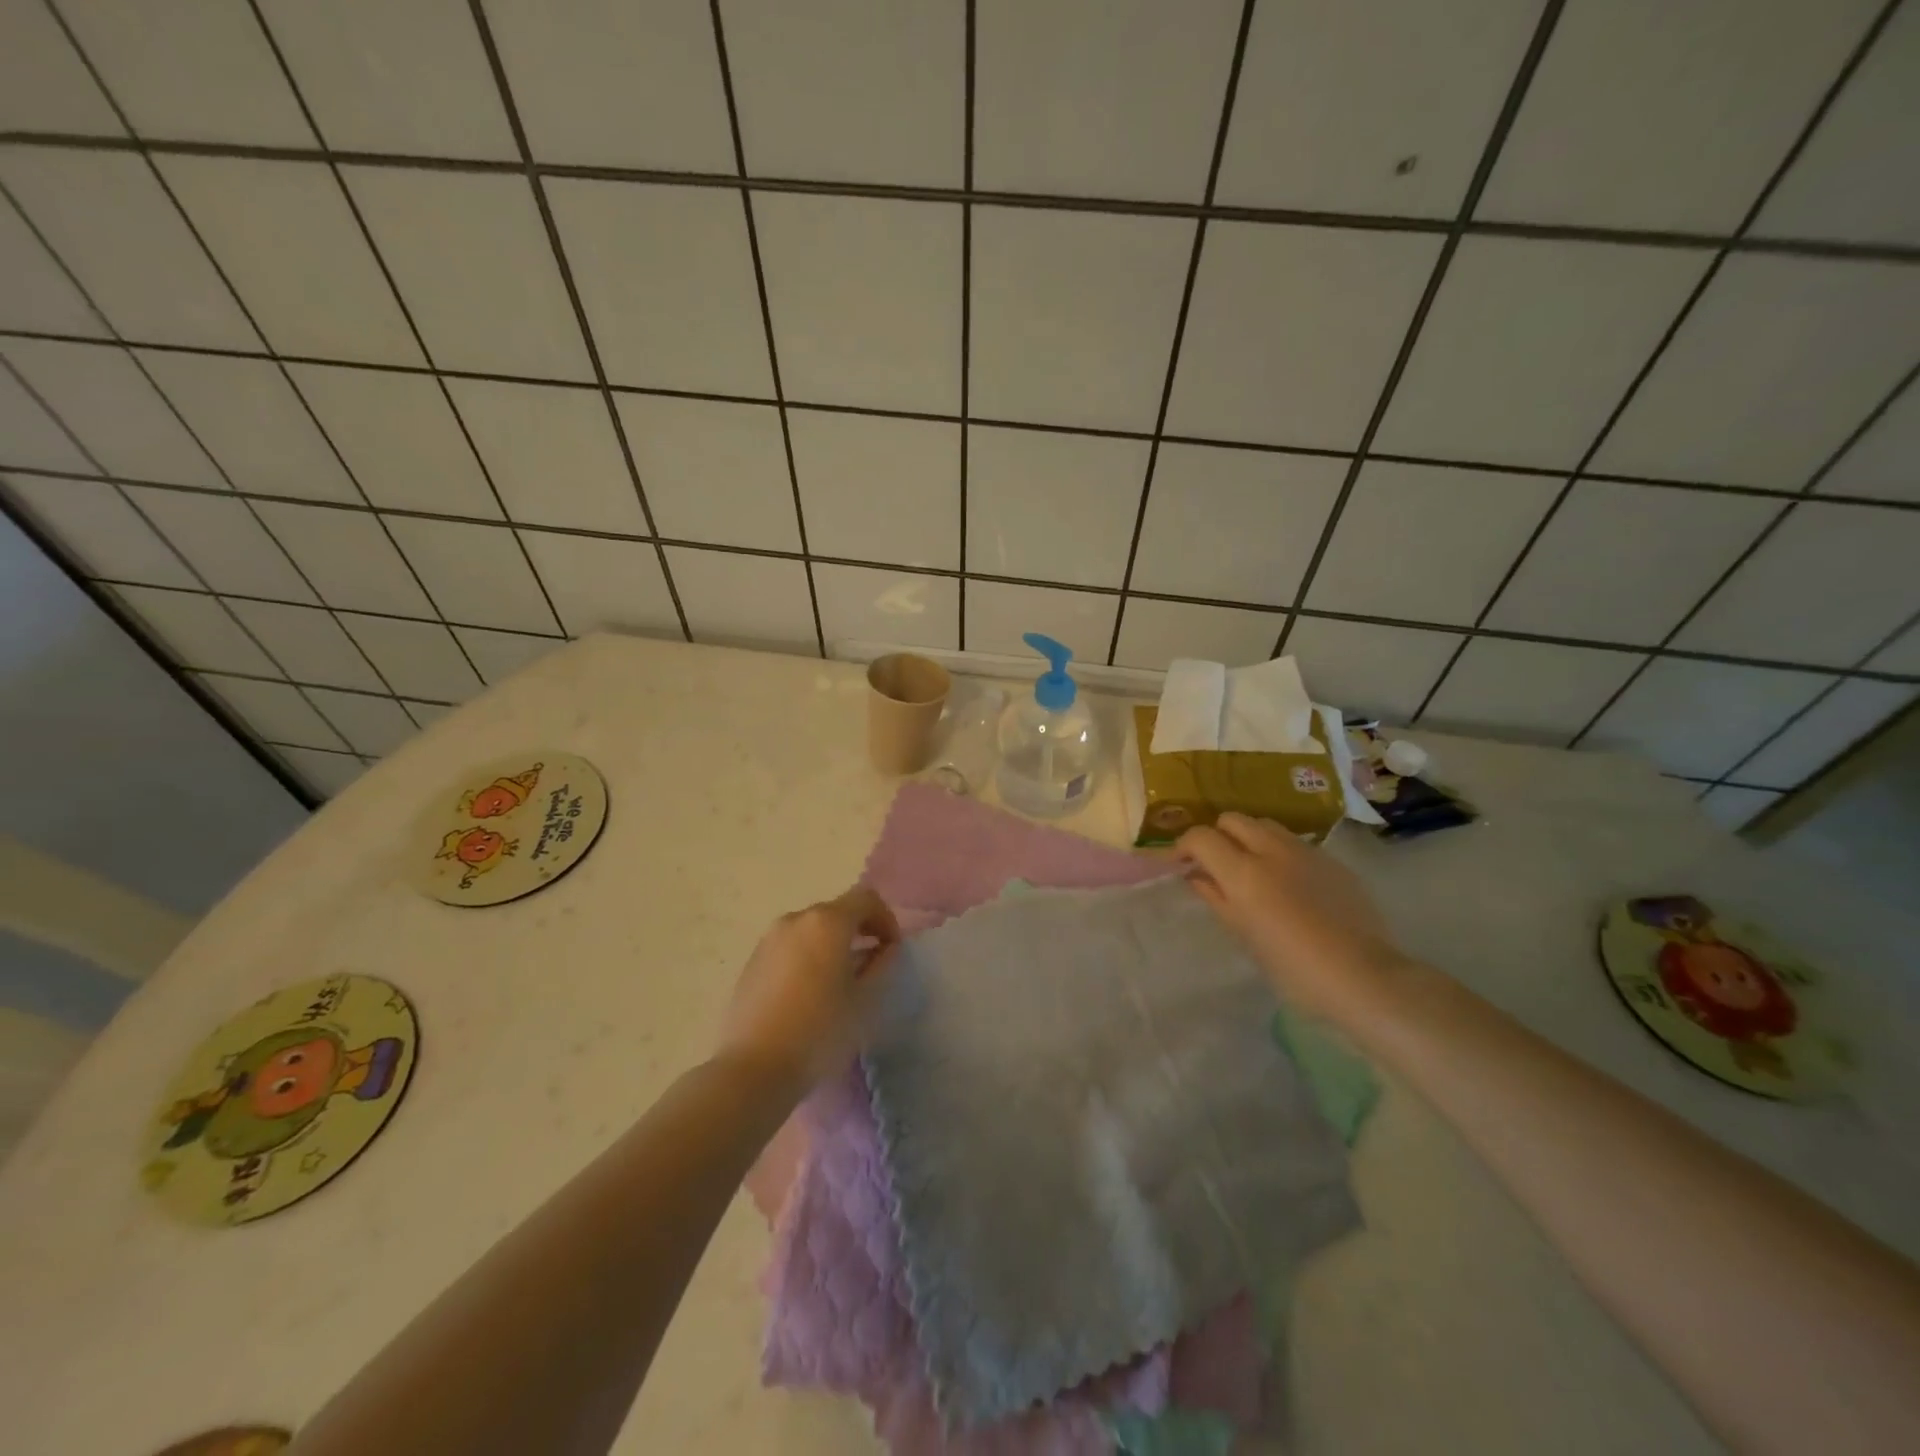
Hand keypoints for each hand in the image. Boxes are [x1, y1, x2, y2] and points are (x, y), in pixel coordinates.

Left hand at [717, 885, 901, 1095]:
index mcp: (827, 922)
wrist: (753, 1068)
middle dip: (860, 931)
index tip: (892, 949)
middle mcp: (796, 919)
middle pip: (837, 911)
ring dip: (832, 944)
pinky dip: (808, 957)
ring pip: (812, 930)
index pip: (866, 899)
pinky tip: (810, 993)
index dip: (886, 919)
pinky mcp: (752, 961)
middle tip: (872, 965)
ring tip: (840, 982)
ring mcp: (769, 939)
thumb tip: (886, 948)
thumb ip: (881, 965)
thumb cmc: (819, 1031)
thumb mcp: (864, 1000)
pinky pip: (790, 947)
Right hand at [1176, 813, 1401, 1022]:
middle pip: (1233, 819)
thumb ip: (1216, 898)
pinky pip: (1295, 843)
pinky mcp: (1332, 861)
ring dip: (1249, 838)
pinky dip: (1279, 852)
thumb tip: (1196, 876)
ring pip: (1265, 825)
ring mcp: (1306, 852)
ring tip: (1251, 868)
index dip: (1184, 845)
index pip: (1201, 837)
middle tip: (1215, 863)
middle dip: (1217, 835)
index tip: (1180, 863)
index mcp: (1244, 872)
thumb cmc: (1293, 968)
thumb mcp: (1244, 935)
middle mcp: (1272, 850)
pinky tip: (1288, 883)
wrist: (1364, 977)